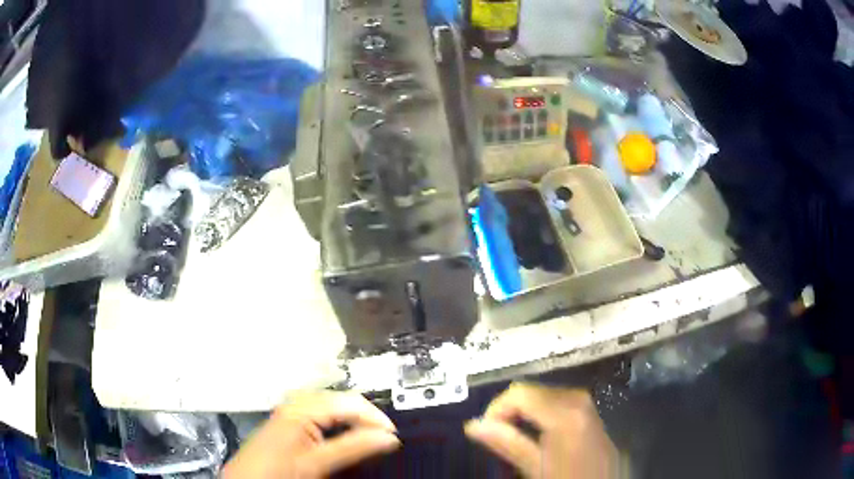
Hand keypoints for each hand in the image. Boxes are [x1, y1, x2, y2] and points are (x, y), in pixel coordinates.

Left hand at [222, 392, 399, 477]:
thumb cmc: (277, 471)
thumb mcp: (317, 462)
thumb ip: (353, 448)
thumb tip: (387, 437)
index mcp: (302, 407)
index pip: (350, 403)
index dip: (375, 418)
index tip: (393, 436)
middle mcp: (297, 402)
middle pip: (342, 401)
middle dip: (366, 418)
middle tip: (385, 438)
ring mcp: (293, 411)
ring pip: (334, 408)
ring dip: (354, 421)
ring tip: (370, 438)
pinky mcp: (291, 422)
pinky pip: (323, 415)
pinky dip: (340, 425)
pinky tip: (346, 437)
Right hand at [465, 383, 619, 478]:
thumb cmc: (568, 478)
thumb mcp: (535, 468)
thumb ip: (507, 443)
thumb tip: (473, 425)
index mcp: (563, 412)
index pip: (518, 392)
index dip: (496, 408)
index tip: (486, 431)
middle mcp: (577, 399)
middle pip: (531, 391)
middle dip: (510, 411)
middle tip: (498, 437)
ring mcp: (586, 403)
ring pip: (544, 395)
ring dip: (524, 412)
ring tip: (514, 438)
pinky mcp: (589, 411)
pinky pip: (558, 402)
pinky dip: (541, 413)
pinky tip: (537, 434)